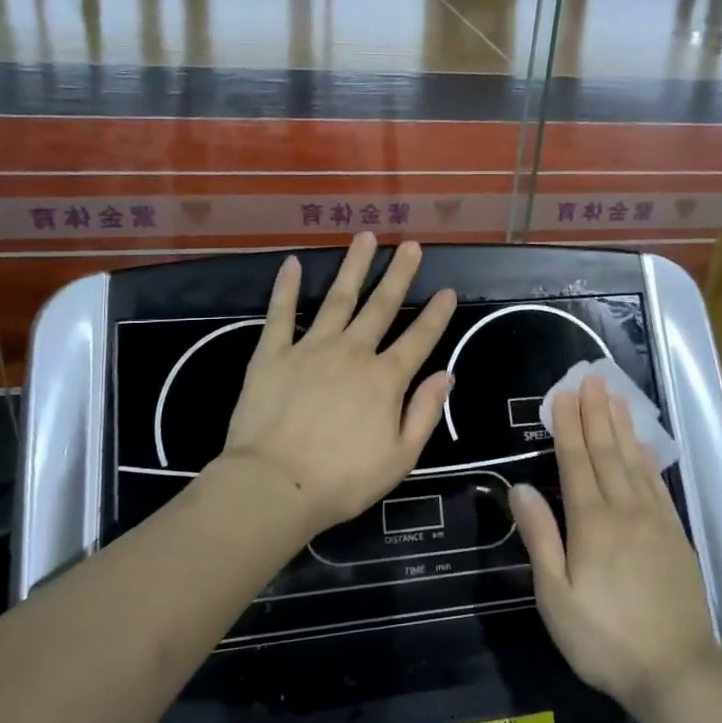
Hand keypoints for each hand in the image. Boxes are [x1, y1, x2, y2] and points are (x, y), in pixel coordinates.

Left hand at [218, 235, 456, 538]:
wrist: (274, 485)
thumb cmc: (342, 480)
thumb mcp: (400, 457)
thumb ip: (425, 412)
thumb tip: (446, 374)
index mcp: (385, 379)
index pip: (419, 338)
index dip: (436, 314)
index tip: (448, 290)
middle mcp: (352, 352)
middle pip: (381, 306)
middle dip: (399, 274)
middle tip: (411, 245)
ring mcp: (310, 348)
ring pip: (338, 298)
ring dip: (353, 266)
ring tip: (365, 237)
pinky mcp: (273, 354)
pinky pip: (280, 313)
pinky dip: (287, 287)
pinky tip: (293, 262)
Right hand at [511, 374, 721, 720]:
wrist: (677, 672)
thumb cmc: (604, 639)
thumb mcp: (556, 598)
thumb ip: (540, 539)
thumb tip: (521, 488)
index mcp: (591, 523)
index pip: (575, 462)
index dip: (568, 426)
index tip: (563, 394)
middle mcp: (624, 510)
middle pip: (606, 452)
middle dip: (595, 413)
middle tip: (591, 378)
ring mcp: (655, 520)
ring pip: (633, 461)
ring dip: (622, 426)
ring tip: (615, 396)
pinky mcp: (675, 535)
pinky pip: (657, 484)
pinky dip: (647, 457)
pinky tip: (642, 444)